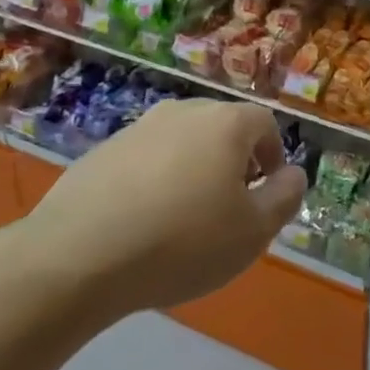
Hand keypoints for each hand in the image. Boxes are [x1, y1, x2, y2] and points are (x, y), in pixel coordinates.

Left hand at [20, 99, 306, 318]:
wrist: (76, 257)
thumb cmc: (182, 242)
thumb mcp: (253, 232)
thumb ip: (285, 197)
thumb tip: (292, 174)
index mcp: (225, 123)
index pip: (264, 123)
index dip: (273, 156)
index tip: (264, 195)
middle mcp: (183, 112)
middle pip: (222, 128)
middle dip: (233, 163)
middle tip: (227, 210)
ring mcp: (137, 129)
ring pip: (181, 144)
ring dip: (191, 172)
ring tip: (181, 222)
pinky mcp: (100, 152)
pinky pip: (143, 161)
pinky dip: (152, 183)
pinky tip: (140, 225)